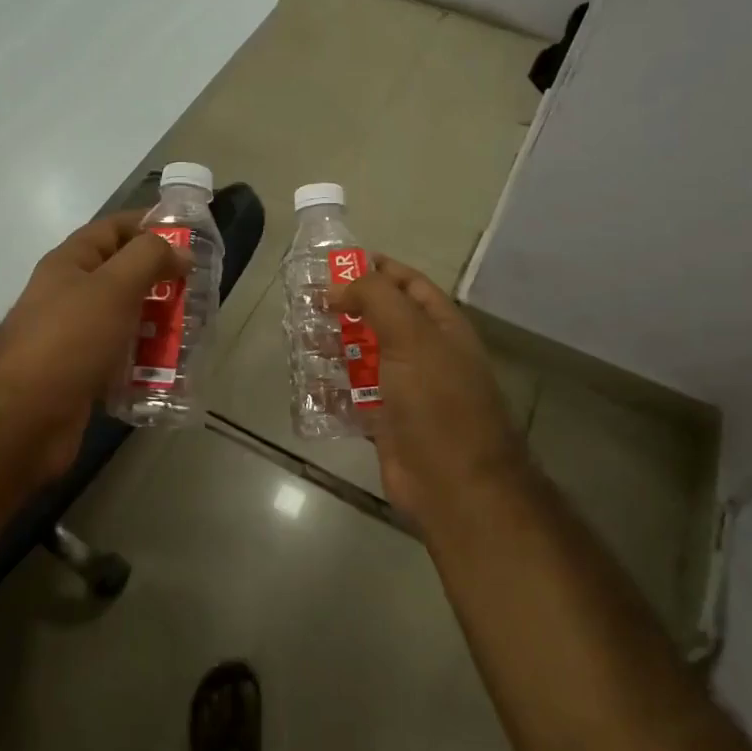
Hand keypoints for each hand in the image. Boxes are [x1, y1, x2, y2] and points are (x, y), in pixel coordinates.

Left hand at [0, 211, 187, 483]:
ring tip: (195, 330)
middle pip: (123, 274)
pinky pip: (122, 357)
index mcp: (70, 263)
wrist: (23, 420)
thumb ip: (148, 259)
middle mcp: (70, 294)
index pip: (113, 228)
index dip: (150, 225)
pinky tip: (172, 369)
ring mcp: (75, 336)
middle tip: (200, 289)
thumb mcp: (113, 288)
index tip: (191, 236)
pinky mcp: (83, 373)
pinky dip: (146, 359)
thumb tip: (180, 251)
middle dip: (162, 279)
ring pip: (126, 318)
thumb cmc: (68, 341)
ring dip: (159, 322)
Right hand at [328, 255, 528, 531]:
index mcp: (441, 327)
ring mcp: (404, 389)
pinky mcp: (384, 422)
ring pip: (362, 357)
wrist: (454, 485)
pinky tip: (304, 381)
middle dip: (345, 309)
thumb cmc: (437, 401)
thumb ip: (376, 298)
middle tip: (305, 303)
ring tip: (297, 338)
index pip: (408, 283)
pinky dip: (330, 388)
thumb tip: (339, 288)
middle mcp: (424, 353)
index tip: (335, 265)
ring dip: (332, 346)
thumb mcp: (410, 335)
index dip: (376, 269)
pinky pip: (352, 396)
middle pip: (380, 319)